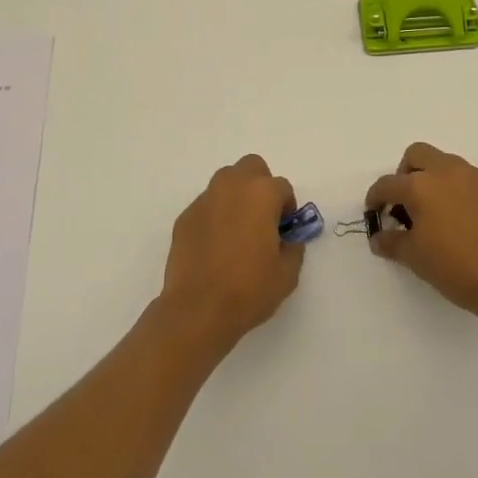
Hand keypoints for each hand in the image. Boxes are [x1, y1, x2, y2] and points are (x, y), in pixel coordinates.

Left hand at [159, 154, 304, 354]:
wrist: (198, 310)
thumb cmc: (249, 289)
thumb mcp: (287, 274)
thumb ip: (293, 248)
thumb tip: (287, 240)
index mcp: (261, 194)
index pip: (282, 188)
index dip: (287, 209)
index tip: (284, 232)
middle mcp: (232, 187)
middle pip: (252, 167)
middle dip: (260, 186)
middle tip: (262, 218)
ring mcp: (205, 200)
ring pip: (226, 182)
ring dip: (236, 196)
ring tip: (238, 230)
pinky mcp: (185, 217)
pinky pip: (207, 206)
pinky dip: (215, 216)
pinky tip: (215, 246)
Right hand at [365, 142, 477, 321]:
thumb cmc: (456, 267)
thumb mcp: (415, 258)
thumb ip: (392, 243)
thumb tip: (379, 238)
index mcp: (420, 186)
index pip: (388, 184)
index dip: (375, 197)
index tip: (374, 211)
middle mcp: (446, 172)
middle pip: (417, 154)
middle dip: (405, 173)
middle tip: (405, 202)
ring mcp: (474, 178)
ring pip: (445, 163)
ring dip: (433, 178)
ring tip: (434, 211)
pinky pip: (468, 180)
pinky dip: (457, 190)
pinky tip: (460, 219)